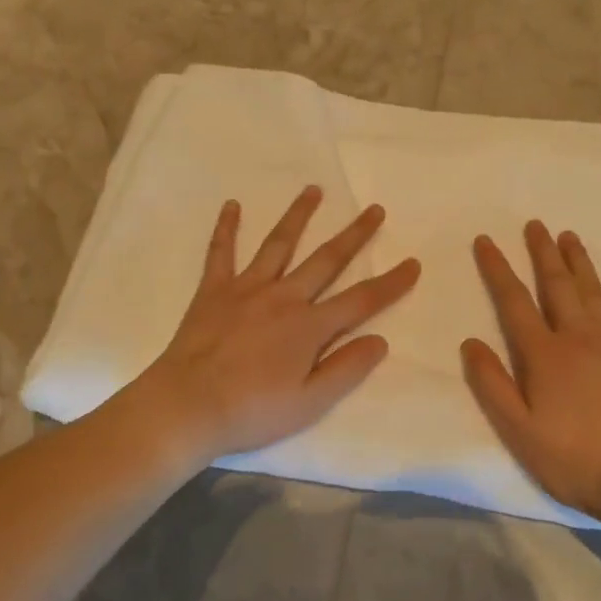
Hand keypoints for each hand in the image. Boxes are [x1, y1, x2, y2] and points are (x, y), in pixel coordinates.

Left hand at [136, 186, 420, 462]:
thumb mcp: (310, 402)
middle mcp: (283, 297)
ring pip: (279, 244)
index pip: (361, 300)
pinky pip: (221, 252)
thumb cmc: (252, 410)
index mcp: (309, 326)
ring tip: (314, 190)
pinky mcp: (214, 290)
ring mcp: (247, 288)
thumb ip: (346, 368)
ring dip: (298, 215)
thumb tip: (380, 339)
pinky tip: (232, 205)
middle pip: (326, 260)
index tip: (413, 263)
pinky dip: (227, 227)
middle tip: (375, 209)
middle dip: (354, 235)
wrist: (188, 405)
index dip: (391, 283)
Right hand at [462, 221, 600, 521]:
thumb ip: (491, 383)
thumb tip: (470, 342)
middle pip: (556, 284)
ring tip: (568, 235)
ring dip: (578, 261)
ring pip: (593, 290)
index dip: (497, 268)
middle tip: (534, 224)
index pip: (513, 301)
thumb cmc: (573, 456)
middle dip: (541, 252)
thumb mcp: (517, 428)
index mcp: (543, 353)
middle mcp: (576, 335)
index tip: (486, 240)